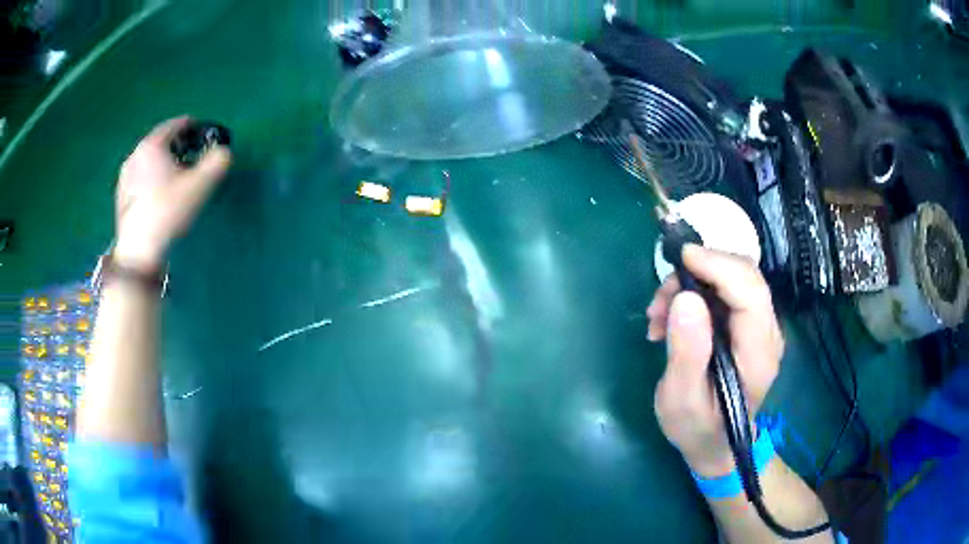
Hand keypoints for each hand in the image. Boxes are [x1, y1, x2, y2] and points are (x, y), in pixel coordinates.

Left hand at [113, 116, 231, 271]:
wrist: (139, 253)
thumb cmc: (168, 212)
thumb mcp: (201, 185)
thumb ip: (218, 161)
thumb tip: (224, 152)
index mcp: (152, 145)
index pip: (177, 124)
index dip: (195, 127)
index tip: (207, 137)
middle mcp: (135, 155)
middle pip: (161, 142)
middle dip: (179, 147)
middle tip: (194, 159)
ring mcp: (125, 178)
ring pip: (150, 161)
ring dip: (165, 164)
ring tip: (177, 179)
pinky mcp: (121, 198)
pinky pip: (141, 178)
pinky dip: (153, 179)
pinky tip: (160, 196)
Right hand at [646, 245, 782, 476]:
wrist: (715, 445)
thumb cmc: (698, 429)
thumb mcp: (682, 400)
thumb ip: (687, 352)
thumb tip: (686, 298)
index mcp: (758, 354)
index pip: (750, 292)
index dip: (718, 266)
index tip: (681, 258)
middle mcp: (768, 333)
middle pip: (745, 276)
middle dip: (701, 271)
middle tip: (661, 298)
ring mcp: (760, 328)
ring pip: (733, 279)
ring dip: (692, 284)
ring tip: (657, 316)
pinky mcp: (748, 327)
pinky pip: (725, 293)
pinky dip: (695, 295)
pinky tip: (670, 320)